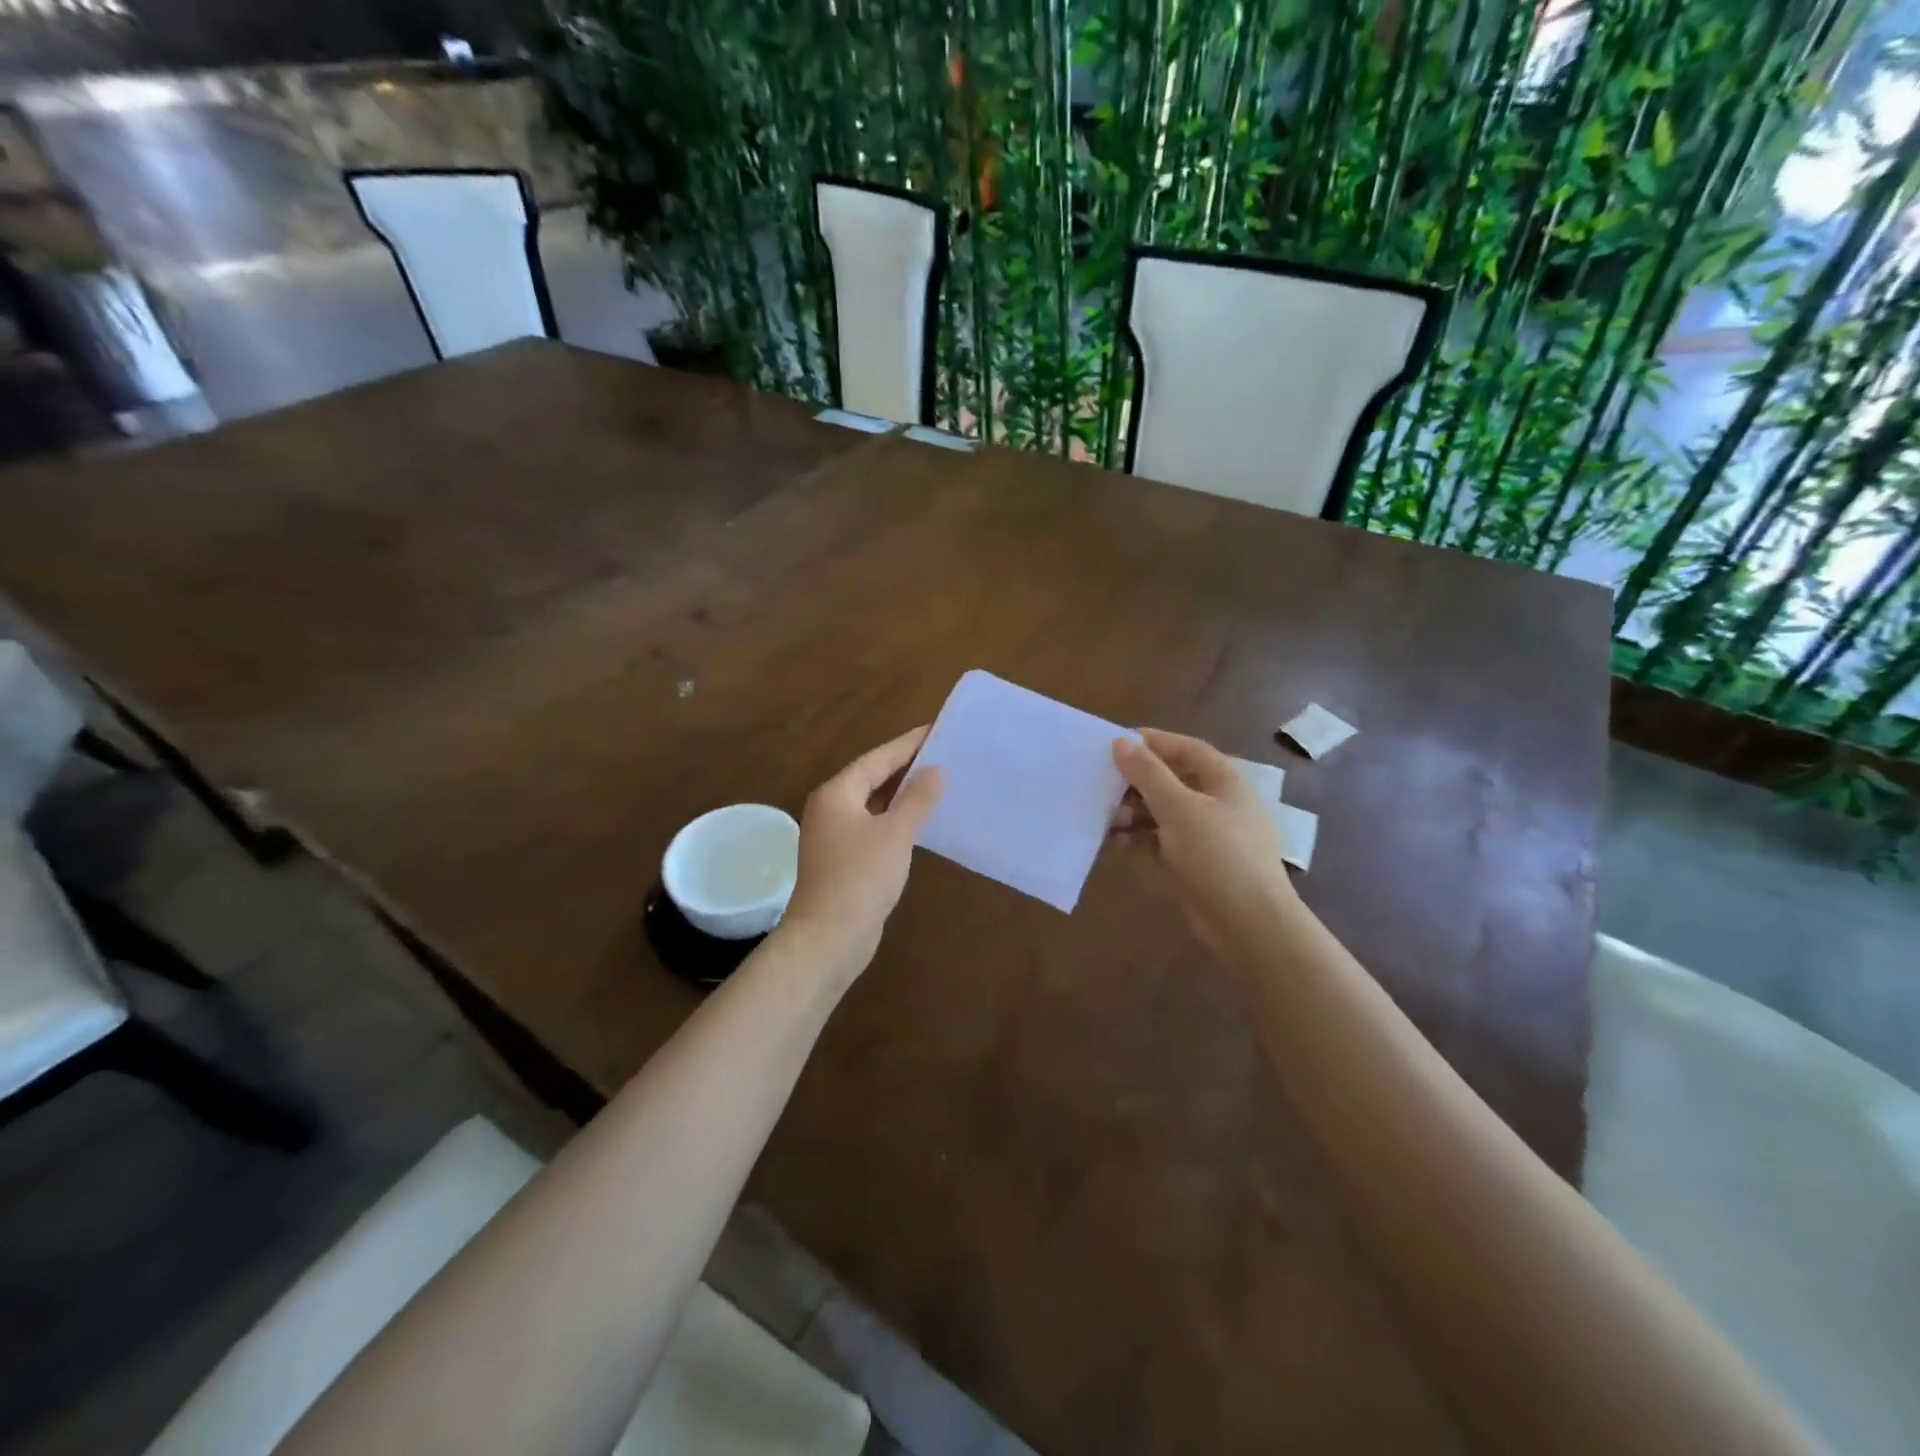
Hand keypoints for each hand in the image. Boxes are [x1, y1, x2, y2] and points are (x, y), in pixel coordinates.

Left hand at [778, 726, 944, 979]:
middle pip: (872, 778)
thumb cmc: (860, 878)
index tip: (936, 730)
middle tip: (943, 754)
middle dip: (906, 767)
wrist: (828, 938)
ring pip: (872, 804)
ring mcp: (833, 836)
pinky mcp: (842, 860)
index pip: (877, 759)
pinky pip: (872, 827)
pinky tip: (918, 822)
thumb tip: (935, 770)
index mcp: (837, 794)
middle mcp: (830, 809)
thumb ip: (917, 799)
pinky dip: (895, 819)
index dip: (908, 744)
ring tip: (937, 783)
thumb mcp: (895, 834)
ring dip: (901, 794)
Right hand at [1111, 729, 1296, 952]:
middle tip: (1103, 784)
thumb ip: (1148, 774)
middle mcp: (1219, 804)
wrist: (1249, 925)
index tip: (1117, 742)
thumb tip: (1122, 741)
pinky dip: (1140, 840)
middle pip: (1173, 781)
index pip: (1187, 749)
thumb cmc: (1218, 855)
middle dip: (1137, 783)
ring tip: (1106, 820)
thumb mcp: (1179, 808)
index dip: (1154, 742)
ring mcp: (1208, 837)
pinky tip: (1116, 844)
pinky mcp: (1196, 866)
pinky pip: (1162, 843)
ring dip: (1134, 813)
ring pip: (1164, 814)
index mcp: (1225, 782)